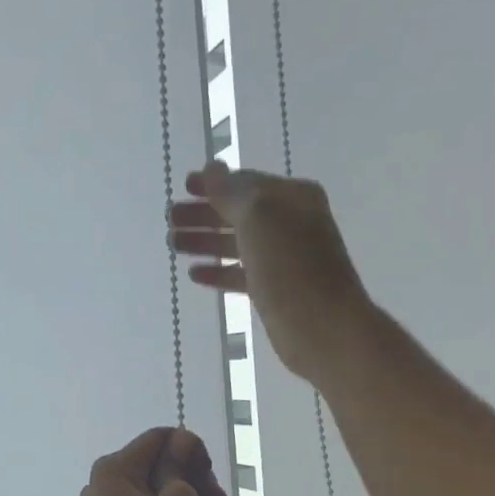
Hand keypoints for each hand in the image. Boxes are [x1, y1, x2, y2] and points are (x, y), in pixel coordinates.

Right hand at [168, 162, 372, 384]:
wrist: (323, 327)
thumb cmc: (291, 267)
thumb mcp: (259, 218)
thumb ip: (231, 192)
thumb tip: (212, 168)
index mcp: (292, 198)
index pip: (246, 183)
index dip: (213, 184)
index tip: (182, 188)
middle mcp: (290, 224)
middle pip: (238, 214)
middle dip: (203, 215)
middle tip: (170, 221)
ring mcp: (283, 260)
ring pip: (237, 245)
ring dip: (205, 242)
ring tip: (173, 245)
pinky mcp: (275, 292)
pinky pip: (241, 274)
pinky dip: (218, 272)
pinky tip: (195, 274)